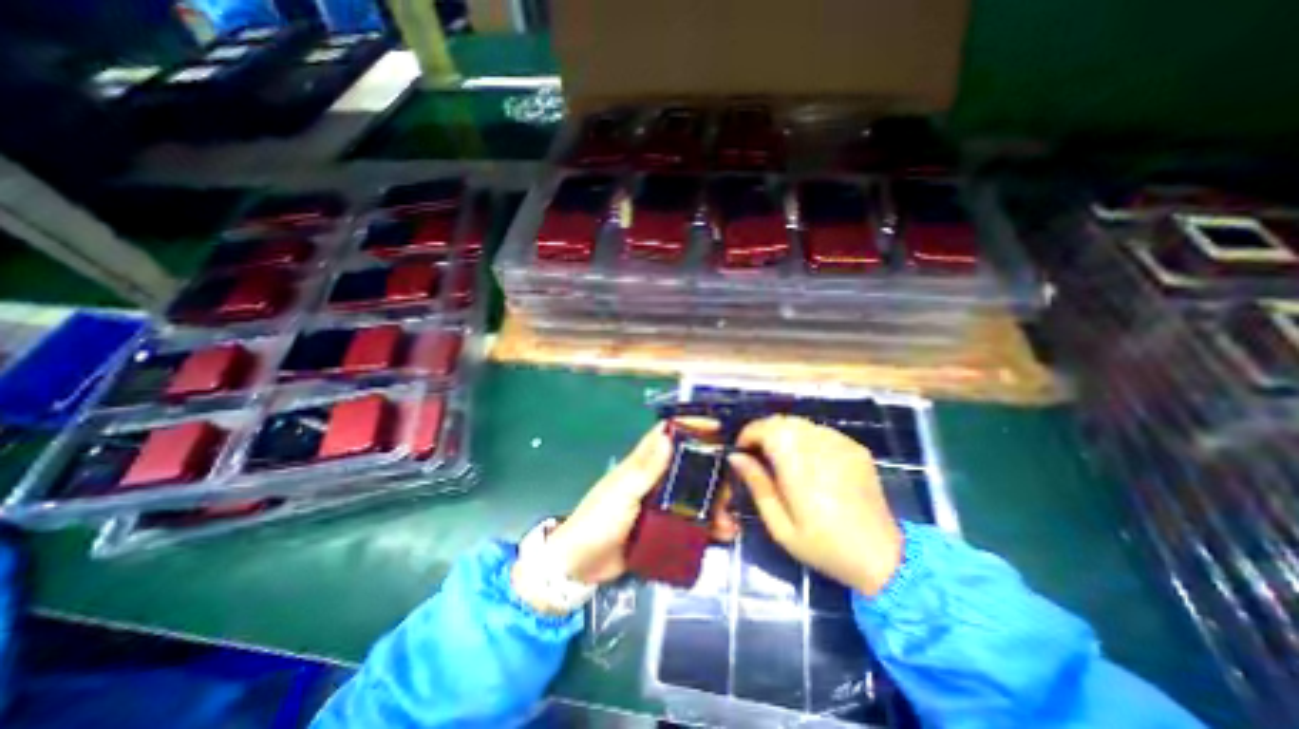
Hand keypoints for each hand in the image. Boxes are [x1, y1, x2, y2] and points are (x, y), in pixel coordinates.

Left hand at [537, 422, 741, 585]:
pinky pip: (691, 523)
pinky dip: (707, 527)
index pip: (668, 434)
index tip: (718, 428)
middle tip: (732, 486)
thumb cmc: (598, 521)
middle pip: (689, 466)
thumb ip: (645, 468)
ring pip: (694, 496)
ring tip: (729, 521)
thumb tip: (668, 435)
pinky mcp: (663, 528)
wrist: (580, 566)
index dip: (691, 426)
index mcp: (642, 464)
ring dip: (714, 505)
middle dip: (712, 473)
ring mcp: (660, 505)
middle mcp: (654, 480)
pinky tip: (722, 536)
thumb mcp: (622, 493)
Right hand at [729, 416, 906, 598]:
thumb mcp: (780, 526)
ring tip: (781, 457)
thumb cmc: (823, 546)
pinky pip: (821, 431)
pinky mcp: (855, 448)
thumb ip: (757, 485)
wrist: (884, 558)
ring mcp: (841, 444)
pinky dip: (806, 437)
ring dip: (784, 433)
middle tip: (758, 454)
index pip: (767, 428)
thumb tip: (736, 457)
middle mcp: (819, 446)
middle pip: (783, 421)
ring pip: (801, 423)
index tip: (741, 450)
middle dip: (764, 431)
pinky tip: (808, 460)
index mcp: (798, 465)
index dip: (749, 433)